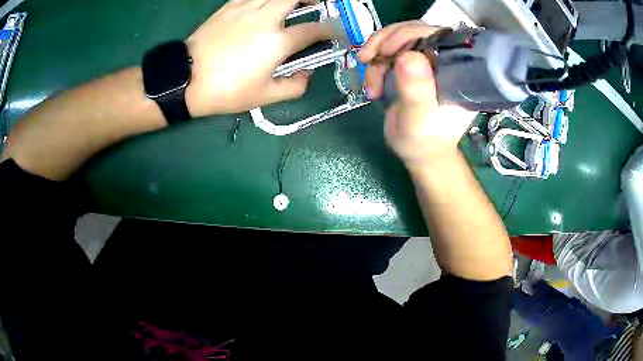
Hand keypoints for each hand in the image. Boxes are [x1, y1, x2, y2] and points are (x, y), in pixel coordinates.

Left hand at [185, 0, 335, 116]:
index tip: (336, 32)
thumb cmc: (225, 90)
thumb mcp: (263, 97)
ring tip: (292, 3)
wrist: (186, 79)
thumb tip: (307, 74)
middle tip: (317, 4)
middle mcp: (265, 19)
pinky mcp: (229, 6)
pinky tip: (265, 3)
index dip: (331, 30)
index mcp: (277, 42)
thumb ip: (294, 87)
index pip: (314, 30)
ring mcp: (245, 9)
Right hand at [358, 21, 475, 166]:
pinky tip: (371, 83)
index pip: (438, 36)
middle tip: (367, 58)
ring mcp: (428, 60)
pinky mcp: (413, 65)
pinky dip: (375, 62)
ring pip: (399, 38)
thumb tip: (409, 56)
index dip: (410, 34)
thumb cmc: (424, 142)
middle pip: (415, 31)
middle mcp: (445, 60)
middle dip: (386, 42)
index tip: (386, 51)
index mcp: (457, 71)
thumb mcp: (419, 120)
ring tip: (369, 82)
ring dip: (377, 55)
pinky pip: (390, 50)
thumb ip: (417, 91)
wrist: (418, 152)